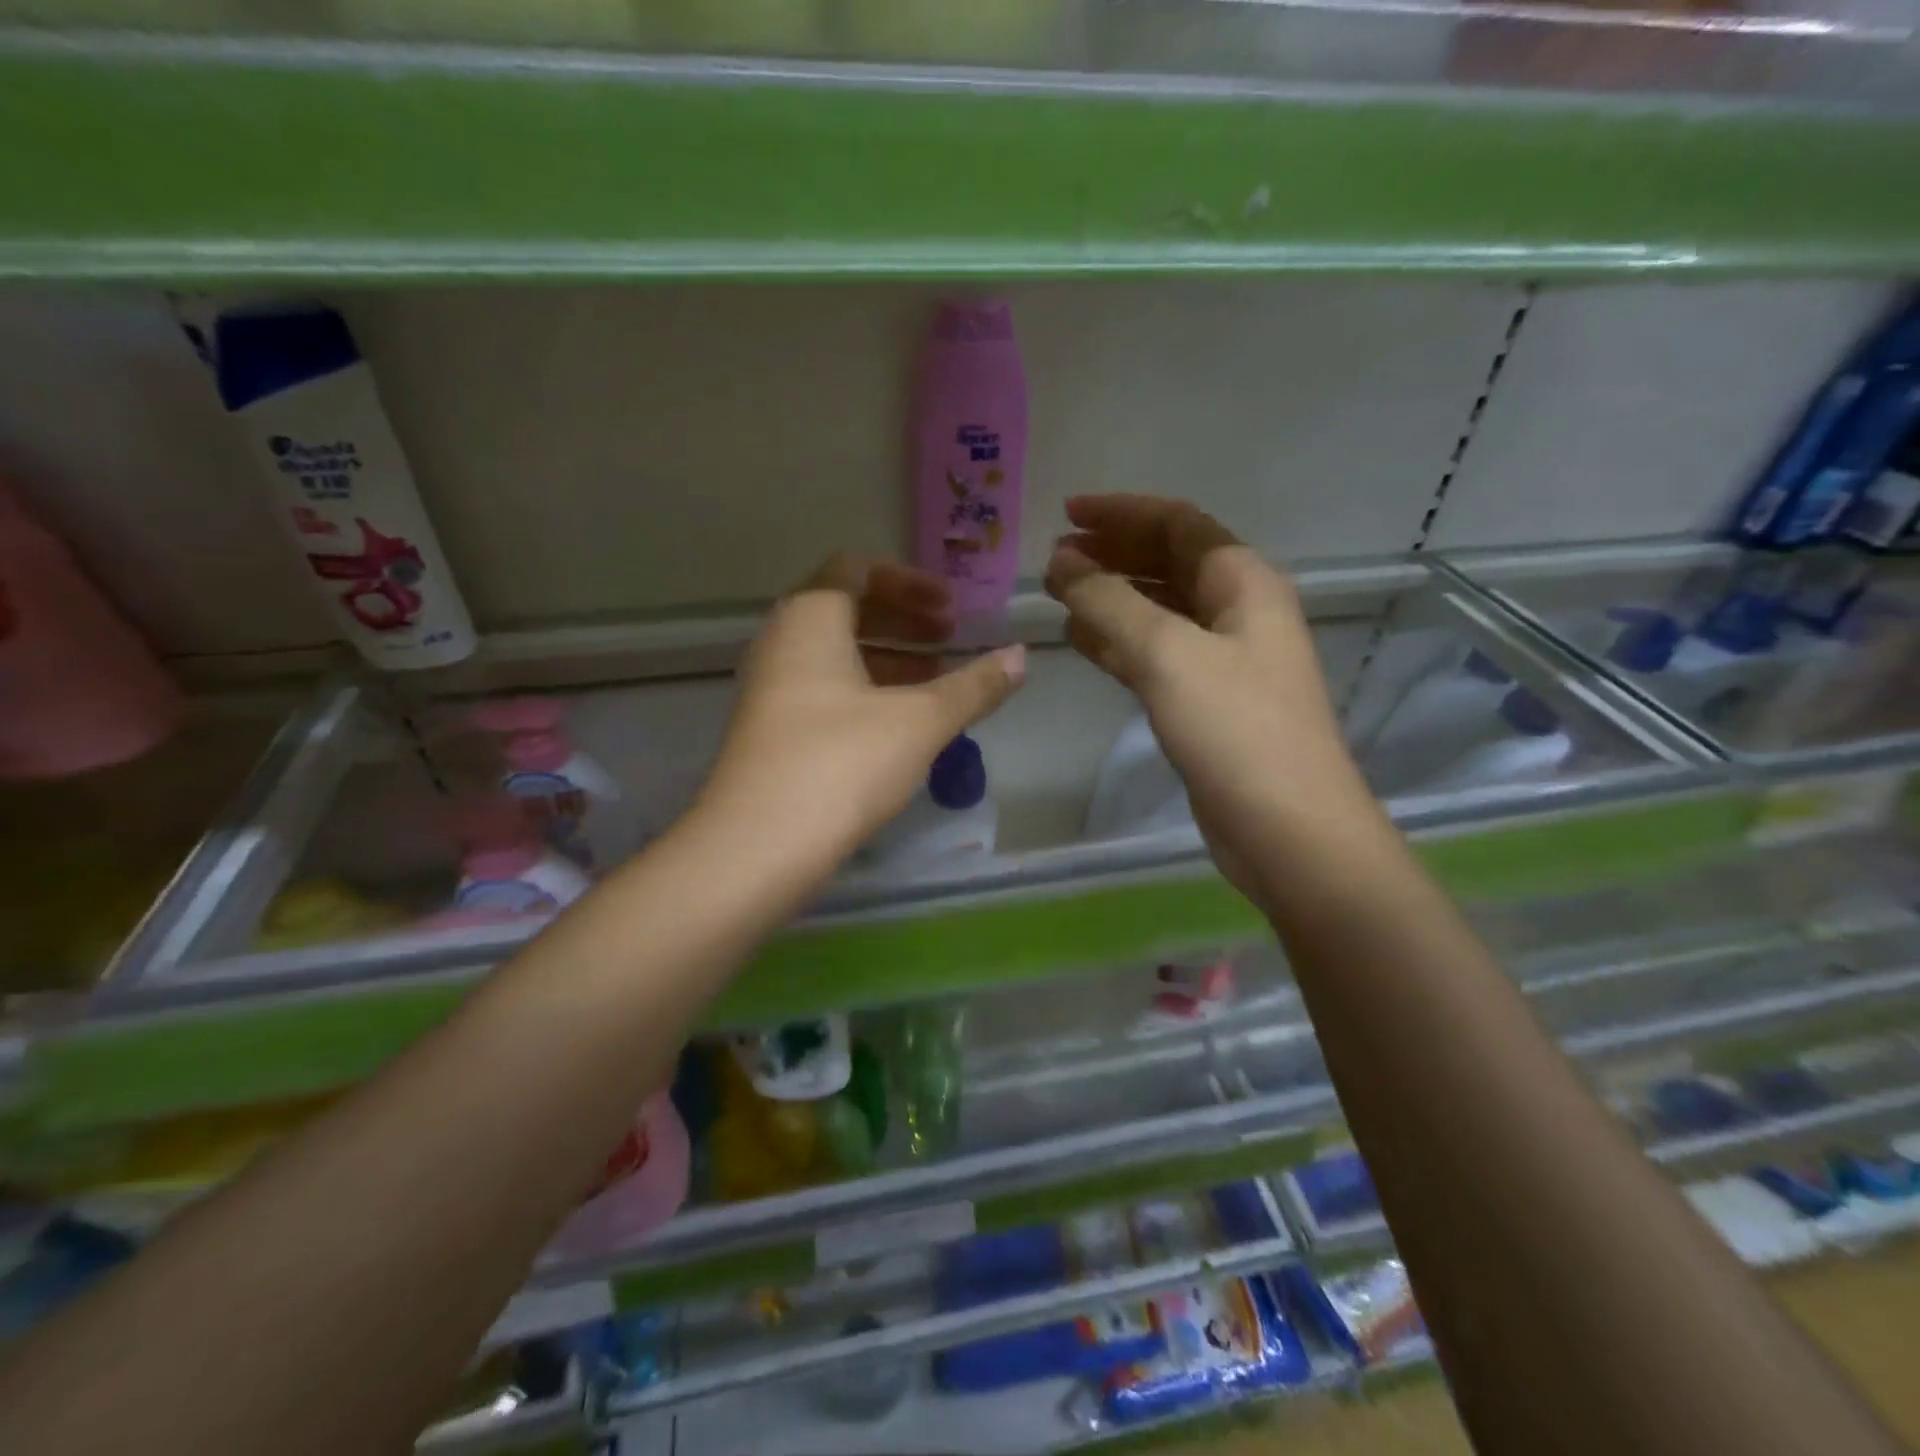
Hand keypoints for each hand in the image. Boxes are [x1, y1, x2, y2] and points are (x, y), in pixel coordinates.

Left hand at [698, 553, 1025, 874]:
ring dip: (888, 659)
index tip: (951, 608)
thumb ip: (973, 686)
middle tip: (951, 639)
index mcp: (810, 619)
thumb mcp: (920, 721)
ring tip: (936, 681)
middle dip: (904, 621)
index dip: (908, 582)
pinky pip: (824, 690)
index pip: (855, 568)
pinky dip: (866, 692)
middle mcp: (781, 643)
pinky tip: (901, 724)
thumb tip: (1021, 657)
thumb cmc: (842, 763)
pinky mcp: (771, 732)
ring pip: (836, 655)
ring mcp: (770, 690)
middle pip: (846, 610)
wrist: (758, 847)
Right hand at [1044, 494, 1378, 897]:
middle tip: (1054, 558)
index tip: (1066, 514)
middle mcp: (1238, 610)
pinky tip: (1082, 642)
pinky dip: (1118, 642)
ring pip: (1159, 610)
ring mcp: (1224, 658)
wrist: (1287, 827)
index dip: (1121, 512)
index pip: (1177, 524)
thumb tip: (1062, 562)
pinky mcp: (1207, 701)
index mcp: (1242, 581)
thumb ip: (1109, 602)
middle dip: (1112, 554)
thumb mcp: (1166, 653)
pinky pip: (1156, 653)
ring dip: (1111, 597)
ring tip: (1058, 594)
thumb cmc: (1235, 728)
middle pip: (1168, 563)